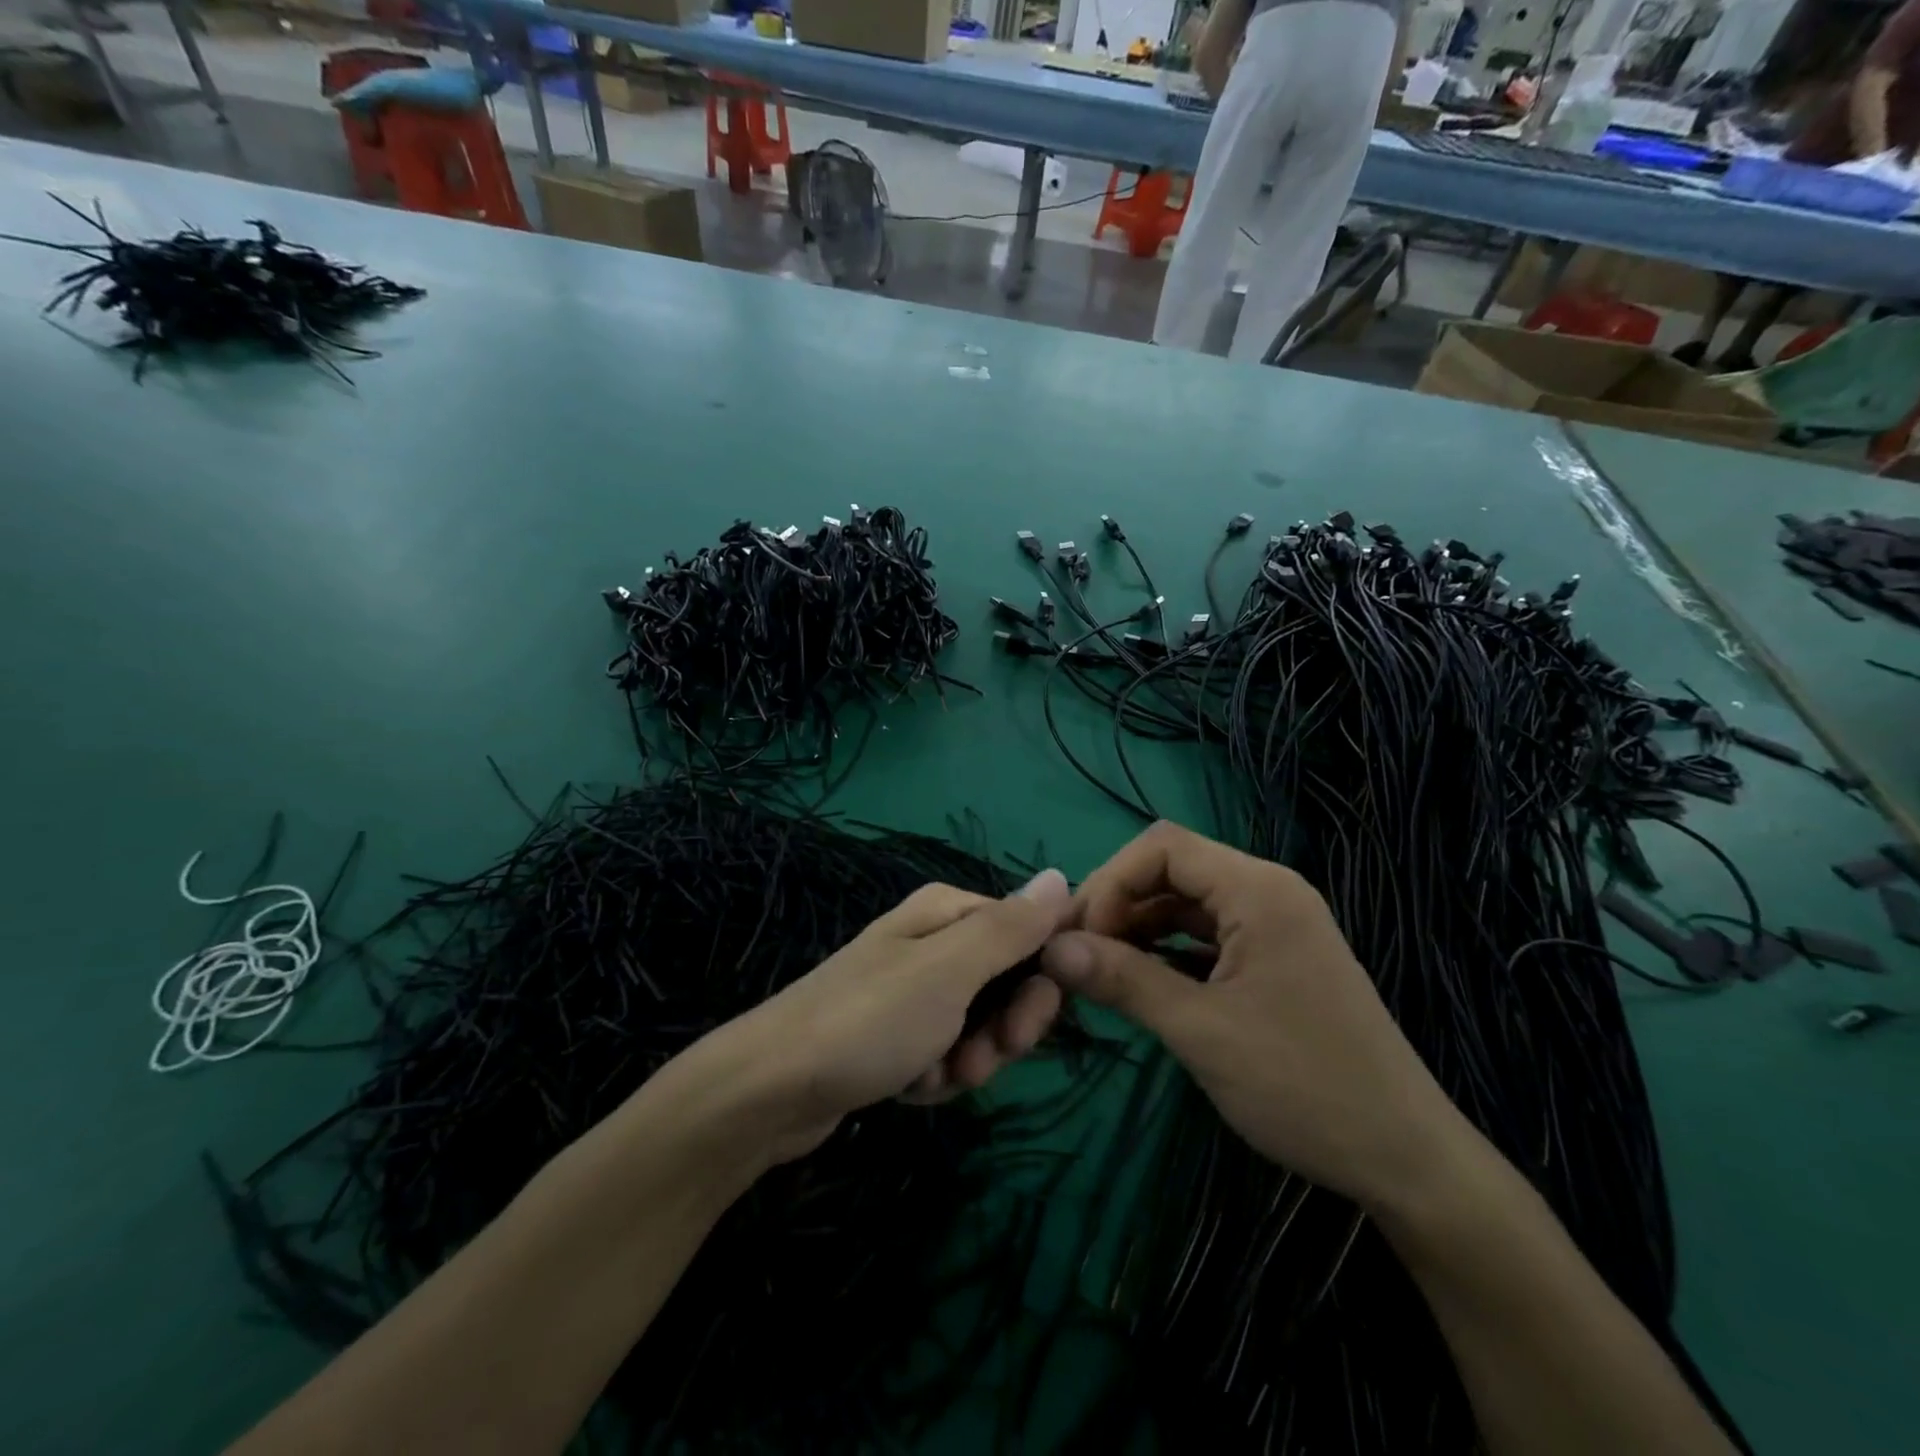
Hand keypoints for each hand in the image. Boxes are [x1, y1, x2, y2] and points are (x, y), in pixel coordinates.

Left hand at [662, 870, 1072, 1165]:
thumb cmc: (870, 1019)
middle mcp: (932, 944)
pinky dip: (936, 1076)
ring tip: (932, 1075)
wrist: (771, 1088)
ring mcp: (912, 992)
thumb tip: (1061, 876)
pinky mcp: (895, 1036)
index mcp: (947, 913)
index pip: (1027, 934)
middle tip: (979, 1058)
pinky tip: (909, 1086)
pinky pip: (944, 1054)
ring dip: (968, 1060)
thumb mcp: (950, 969)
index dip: (1040, 981)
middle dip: (1002, 1030)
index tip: (1027, 1024)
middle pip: (1006, 983)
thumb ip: (1010, 927)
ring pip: (979, 1027)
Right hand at [1041, 822, 1470, 1210]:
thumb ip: (1123, 980)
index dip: (1111, 882)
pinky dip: (1167, 950)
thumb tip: (1051, 949)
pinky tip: (1142, 983)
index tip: (1080, 938)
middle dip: (1118, 904)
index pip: (1162, 847)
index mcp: (1258, 890)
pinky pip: (1207, 934)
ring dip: (1139, 928)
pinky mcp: (1275, 957)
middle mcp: (1268, 891)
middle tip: (1076, 955)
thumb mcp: (1201, 1031)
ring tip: (1100, 971)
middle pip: (1172, 869)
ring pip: (1186, 902)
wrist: (1405, 1159)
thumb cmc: (1303, 1086)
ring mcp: (1275, 924)